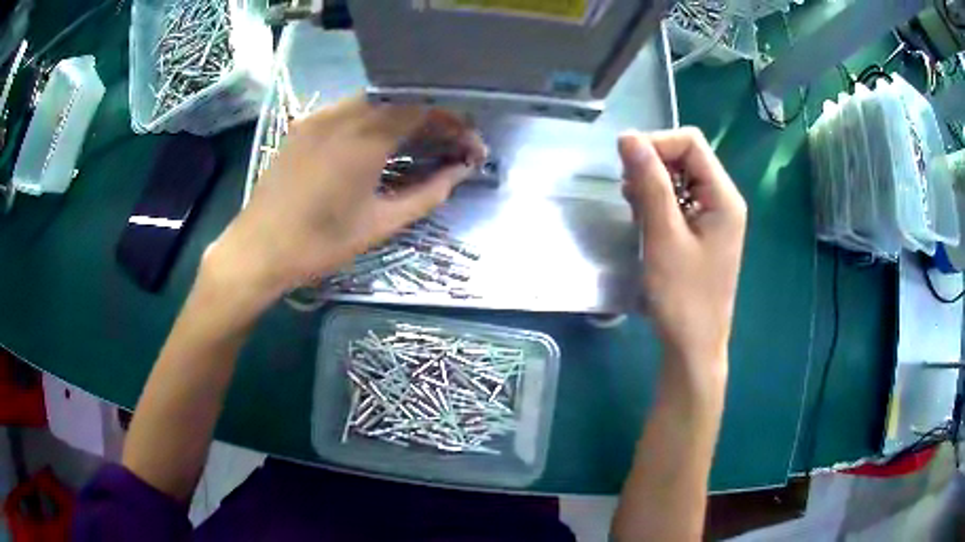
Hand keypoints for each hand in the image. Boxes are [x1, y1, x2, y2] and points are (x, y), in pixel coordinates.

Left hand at [204, 97, 486, 308]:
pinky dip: (375, 120)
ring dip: (404, 117)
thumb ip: (427, 194)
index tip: (470, 146)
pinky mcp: (305, 126)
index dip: (455, 124)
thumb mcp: (380, 224)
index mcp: (366, 138)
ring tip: (420, 145)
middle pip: (402, 100)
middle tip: (450, 146)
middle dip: (434, 119)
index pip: (424, 110)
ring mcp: (320, 117)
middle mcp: (344, 114)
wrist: (258, 249)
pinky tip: (379, 144)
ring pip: (376, 102)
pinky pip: (349, 110)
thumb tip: (460, 173)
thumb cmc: (320, 243)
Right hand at [619, 128, 746, 368]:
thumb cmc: (682, 296)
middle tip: (628, 192)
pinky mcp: (702, 232)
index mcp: (723, 197)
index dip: (656, 144)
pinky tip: (644, 221)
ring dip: (652, 185)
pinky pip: (679, 201)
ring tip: (635, 210)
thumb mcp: (663, 236)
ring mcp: (714, 217)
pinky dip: (658, 203)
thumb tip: (628, 137)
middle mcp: (723, 200)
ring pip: (680, 178)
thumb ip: (649, 183)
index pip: (690, 143)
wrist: (693, 346)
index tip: (626, 164)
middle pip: (686, 157)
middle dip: (653, 165)